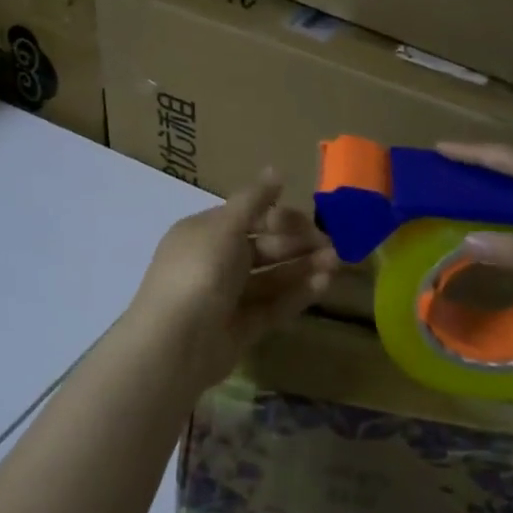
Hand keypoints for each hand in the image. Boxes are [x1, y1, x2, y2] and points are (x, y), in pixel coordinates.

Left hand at [125, 172, 337, 393]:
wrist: (175, 342)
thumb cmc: (199, 271)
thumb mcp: (226, 226)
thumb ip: (254, 200)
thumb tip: (276, 170)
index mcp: (204, 233)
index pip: (248, 218)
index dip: (280, 218)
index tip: (310, 222)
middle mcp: (214, 262)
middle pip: (263, 248)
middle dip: (298, 244)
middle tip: (334, 246)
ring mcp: (227, 298)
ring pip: (271, 278)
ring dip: (303, 268)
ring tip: (337, 264)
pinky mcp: (241, 328)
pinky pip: (272, 306)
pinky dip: (297, 294)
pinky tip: (324, 285)